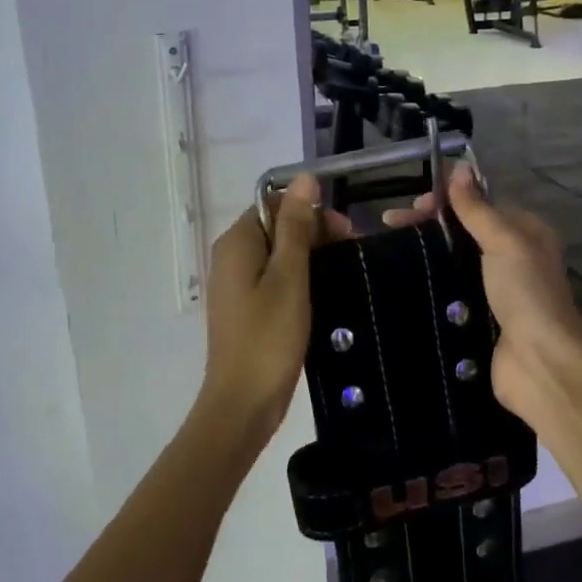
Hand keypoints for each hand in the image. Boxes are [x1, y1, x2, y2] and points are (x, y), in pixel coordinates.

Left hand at [198, 173, 351, 449]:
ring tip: (343, 275)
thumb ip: (297, 226)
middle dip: (314, 234)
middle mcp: (230, 257)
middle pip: (276, 227)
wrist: (243, 404)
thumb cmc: (269, 337)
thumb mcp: (290, 276)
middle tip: (350, 257)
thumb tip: (304, 177)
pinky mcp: (245, 308)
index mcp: (237, 242)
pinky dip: (298, 280)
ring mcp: (236, 285)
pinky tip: (322, 295)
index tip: (345, 234)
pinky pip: (274, 279)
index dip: (311, 212)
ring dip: (310, 258)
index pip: (275, 204)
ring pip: (278, 255)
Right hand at [384, 167, 581, 428]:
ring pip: (454, 262)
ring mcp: (495, 291)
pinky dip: (429, 285)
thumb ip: (478, 208)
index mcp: (526, 233)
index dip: (447, 199)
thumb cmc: (526, 294)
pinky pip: (450, 292)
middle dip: (430, 225)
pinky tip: (401, 282)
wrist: (539, 364)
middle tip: (391, 226)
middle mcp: (513, 258)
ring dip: (426, 255)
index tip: (414, 205)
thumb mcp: (504, 241)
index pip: (480, 204)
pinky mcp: (478, 318)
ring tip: (390, 251)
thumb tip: (459, 167)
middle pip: (464, 232)